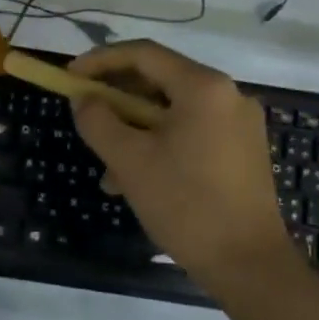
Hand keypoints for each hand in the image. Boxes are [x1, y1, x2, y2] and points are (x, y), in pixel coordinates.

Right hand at [70, 41, 299, 298]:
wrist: (248, 264)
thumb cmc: (186, 205)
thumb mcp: (129, 160)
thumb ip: (98, 120)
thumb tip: (84, 99)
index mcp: (203, 87)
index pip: (143, 54)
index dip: (100, 61)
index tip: (70, 78)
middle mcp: (228, 95)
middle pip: (159, 81)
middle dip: (117, 102)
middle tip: (86, 121)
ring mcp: (239, 124)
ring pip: (172, 112)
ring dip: (135, 131)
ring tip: (108, 170)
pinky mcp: (243, 150)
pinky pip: (191, 133)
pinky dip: (160, 145)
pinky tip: (138, 181)